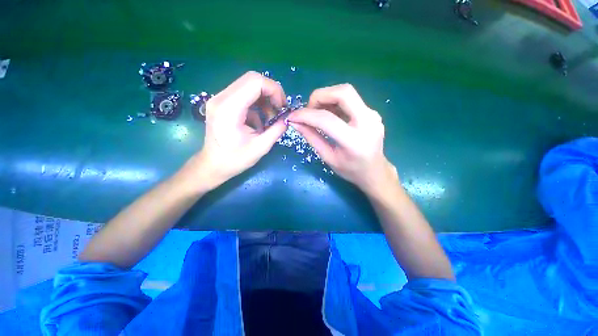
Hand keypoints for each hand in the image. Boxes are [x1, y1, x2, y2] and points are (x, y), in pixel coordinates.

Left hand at [181, 71, 287, 192]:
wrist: (213, 165)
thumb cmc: (235, 159)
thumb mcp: (261, 147)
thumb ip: (276, 130)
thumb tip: (287, 118)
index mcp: (229, 109)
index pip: (255, 82)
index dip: (274, 90)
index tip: (282, 107)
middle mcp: (221, 98)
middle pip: (252, 79)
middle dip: (271, 92)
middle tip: (279, 110)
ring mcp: (219, 99)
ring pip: (248, 85)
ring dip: (264, 99)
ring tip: (270, 118)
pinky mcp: (222, 103)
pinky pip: (244, 95)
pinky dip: (256, 105)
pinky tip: (259, 121)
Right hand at [288, 84, 397, 195]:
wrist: (375, 171)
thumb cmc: (351, 170)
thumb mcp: (328, 158)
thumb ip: (312, 138)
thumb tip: (295, 123)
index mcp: (354, 141)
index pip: (327, 119)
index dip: (306, 115)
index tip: (292, 116)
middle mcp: (368, 122)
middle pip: (343, 92)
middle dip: (320, 96)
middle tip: (309, 109)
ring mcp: (373, 115)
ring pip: (347, 92)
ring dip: (327, 98)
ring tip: (317, 113)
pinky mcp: (372, 112)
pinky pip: (350, 100)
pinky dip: (335, 103)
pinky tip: (330, 115)